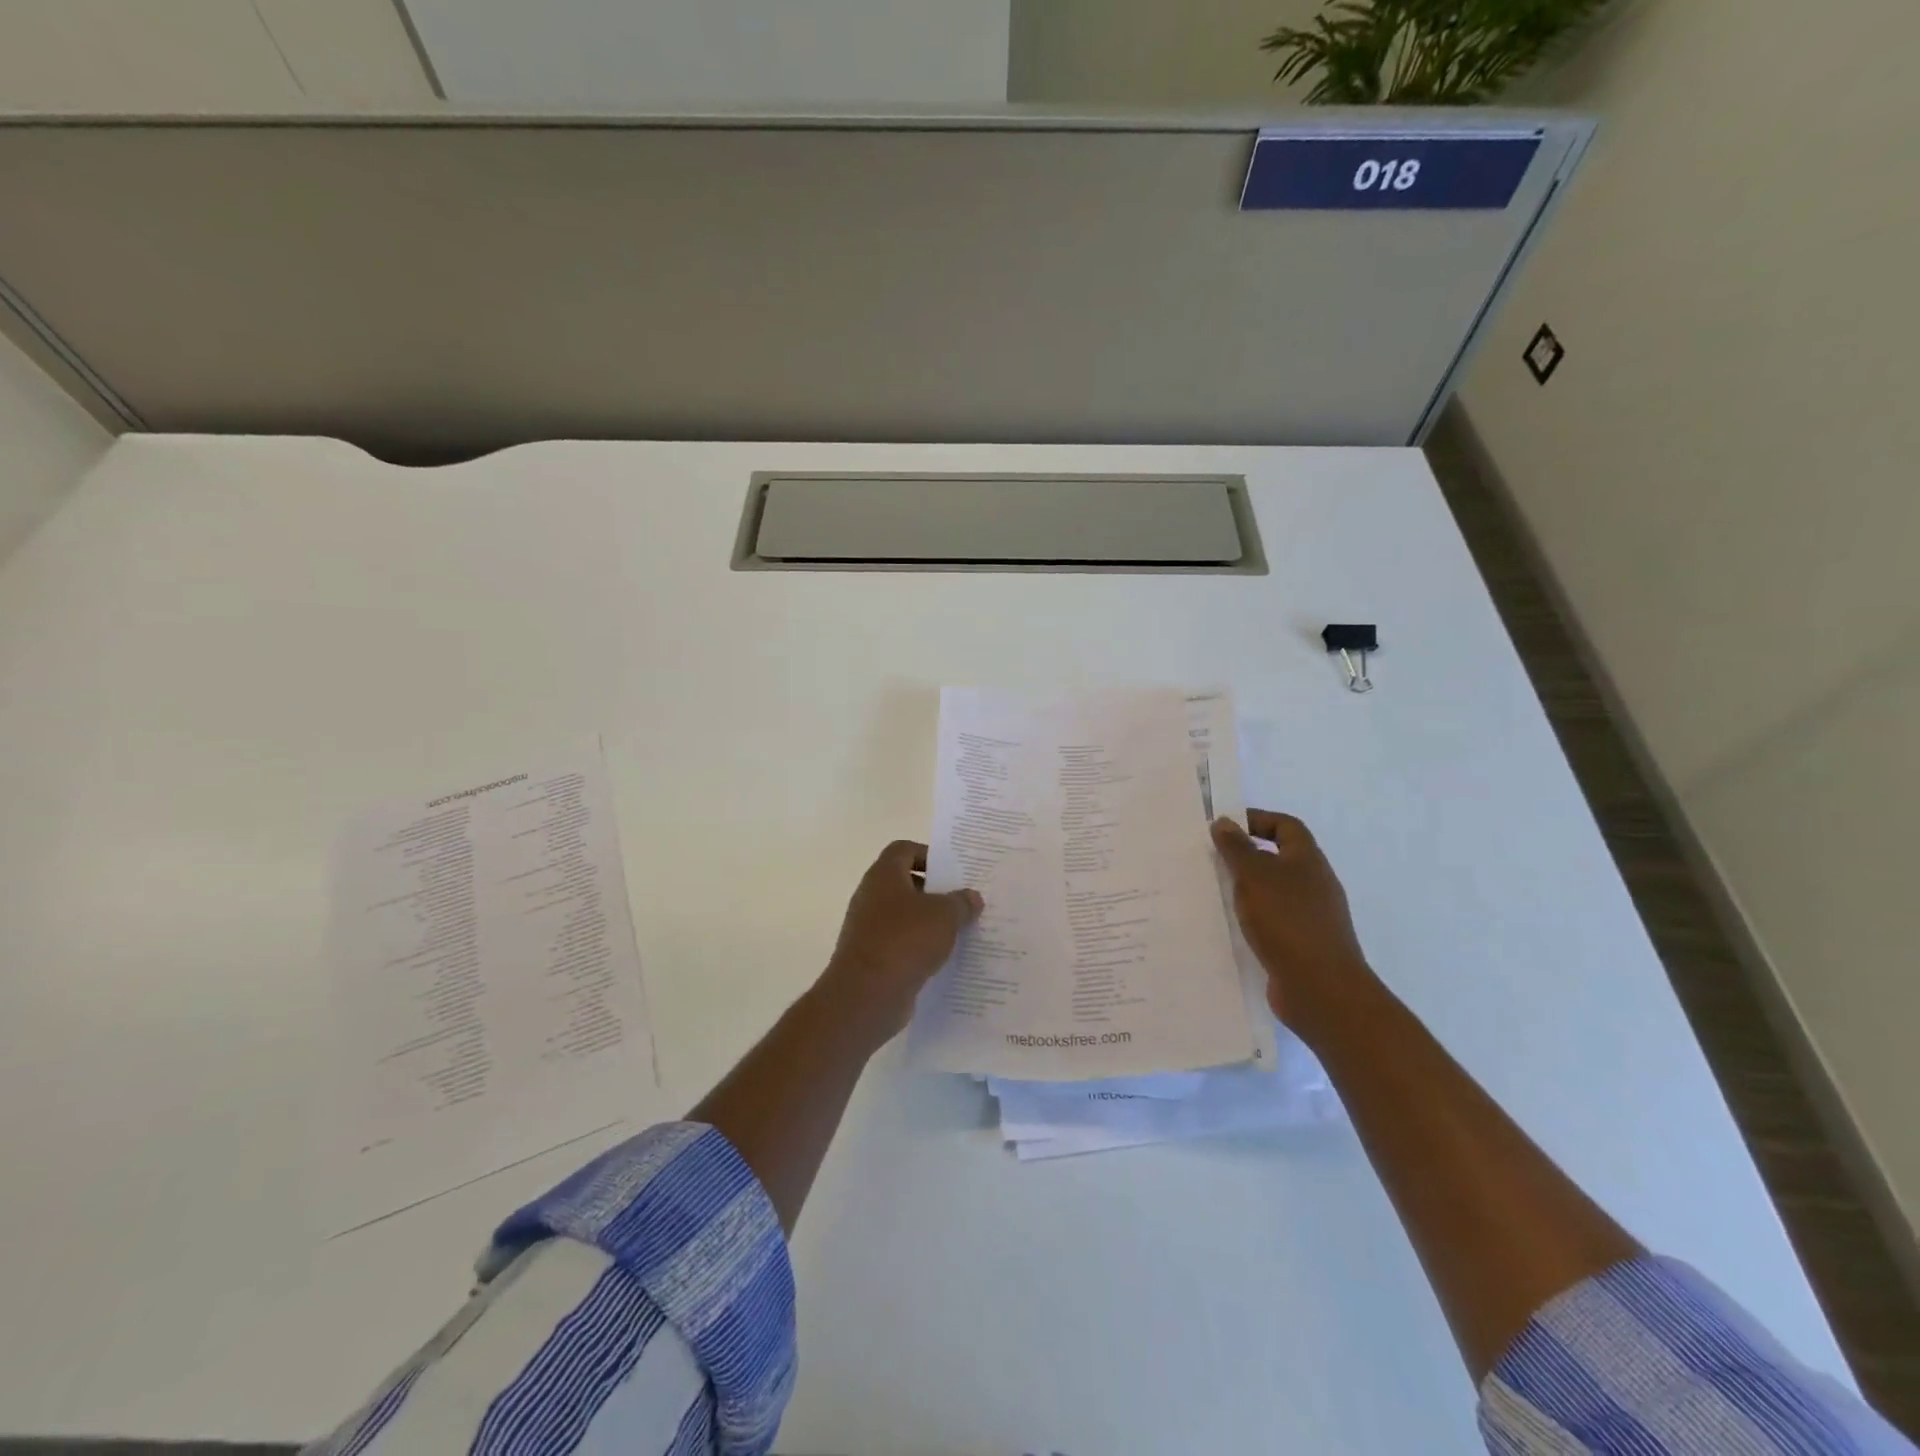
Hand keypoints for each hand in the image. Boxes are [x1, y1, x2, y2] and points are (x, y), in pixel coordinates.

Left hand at [816, 840, 982, 1045]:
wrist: (866, 995)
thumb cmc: (905, 940)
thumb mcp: (945, 916)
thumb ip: (961, 902)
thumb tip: (971, 897)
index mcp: (883, 875)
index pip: (904, 850)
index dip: (928, 855)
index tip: (953, 872)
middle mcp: (871, 897)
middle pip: (905, 884)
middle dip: (934, 892)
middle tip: (963, 902)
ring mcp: (868, 929)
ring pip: (904, 917)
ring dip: (929, 923)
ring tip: (961, 932)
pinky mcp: (871, 958)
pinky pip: (900, 945)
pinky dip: (919, 949)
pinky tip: (944, 960)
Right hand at [1211, 810, 1374, 1038]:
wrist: (1321, 988)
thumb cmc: (1287, 921)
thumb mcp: (1254, 876)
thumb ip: (1237, 848)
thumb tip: (1224, 822)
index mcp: (1308, 860)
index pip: (1286, 826)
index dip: (1257, 820)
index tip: (1225, 827)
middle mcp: (1315, 884)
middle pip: (1281, 857)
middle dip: (1249, 855)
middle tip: (1214, 859)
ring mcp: (1312, 916)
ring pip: (1276, 890)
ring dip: (1249, 888)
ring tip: (1217, 891)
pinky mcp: (1304, 944)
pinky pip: (1275, 919)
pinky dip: (1255, 917)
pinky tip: (1234, 925)